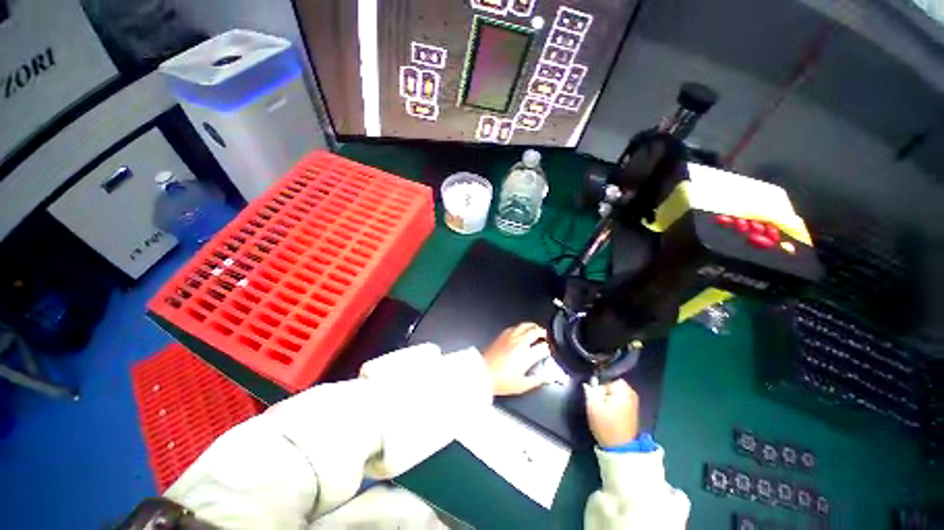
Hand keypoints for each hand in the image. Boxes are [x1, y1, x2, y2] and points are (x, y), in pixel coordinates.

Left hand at [482, 323, 550, 395]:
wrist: (482, 373)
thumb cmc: (500, 381)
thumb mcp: (522, 386)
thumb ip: (537, 381)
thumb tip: (546, 378)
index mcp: (526, 355)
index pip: (543, 347)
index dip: (549, 348)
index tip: (549, 351)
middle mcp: (519, 343)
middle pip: (535, 331)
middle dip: (543, 333)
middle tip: (546, 336)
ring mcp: (510, 337)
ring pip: (525, 325)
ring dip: (533, 326)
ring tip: (536, 329)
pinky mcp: (501, 336)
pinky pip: (514, 327)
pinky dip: (521, 327)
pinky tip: (520, 330)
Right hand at [584, 379, 639, 447]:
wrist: (620, 448)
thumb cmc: (606, 425)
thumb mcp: (592, 405)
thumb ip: (590, 389)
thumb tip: (590, 382)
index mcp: (623, 388)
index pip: (606, 376)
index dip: (597, 383)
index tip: (593, 393)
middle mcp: (631, 392)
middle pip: (611, 383)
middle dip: (602, 390)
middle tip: (596, 401)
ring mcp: (633, 401)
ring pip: (614, 392)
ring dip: (607, 397)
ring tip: (601, 408)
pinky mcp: (632, 410)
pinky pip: (619, 399)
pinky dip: (613, 403)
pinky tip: (607, 413)